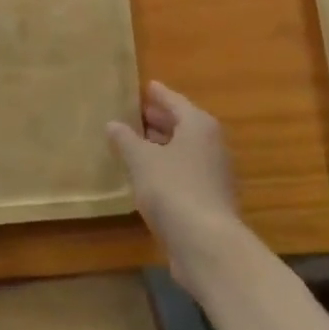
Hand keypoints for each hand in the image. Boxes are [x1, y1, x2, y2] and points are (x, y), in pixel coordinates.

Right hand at [107, 81, 242, 285]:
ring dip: (163, 145)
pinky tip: (149, 176)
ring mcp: (215, 173)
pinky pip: (186, 172)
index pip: (175, 101)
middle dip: (160, 119)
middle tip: (136, 113)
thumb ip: (126, 140)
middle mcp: (212, 144)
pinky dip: (168, 168)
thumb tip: (113, 124)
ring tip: (137, 143)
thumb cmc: (173, 189)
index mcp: (199, 125)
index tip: (146, 86)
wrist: (207, 243)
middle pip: (183, 125)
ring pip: (185, 150)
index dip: (159, 95)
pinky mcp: (211, 199)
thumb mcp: (141, 160)